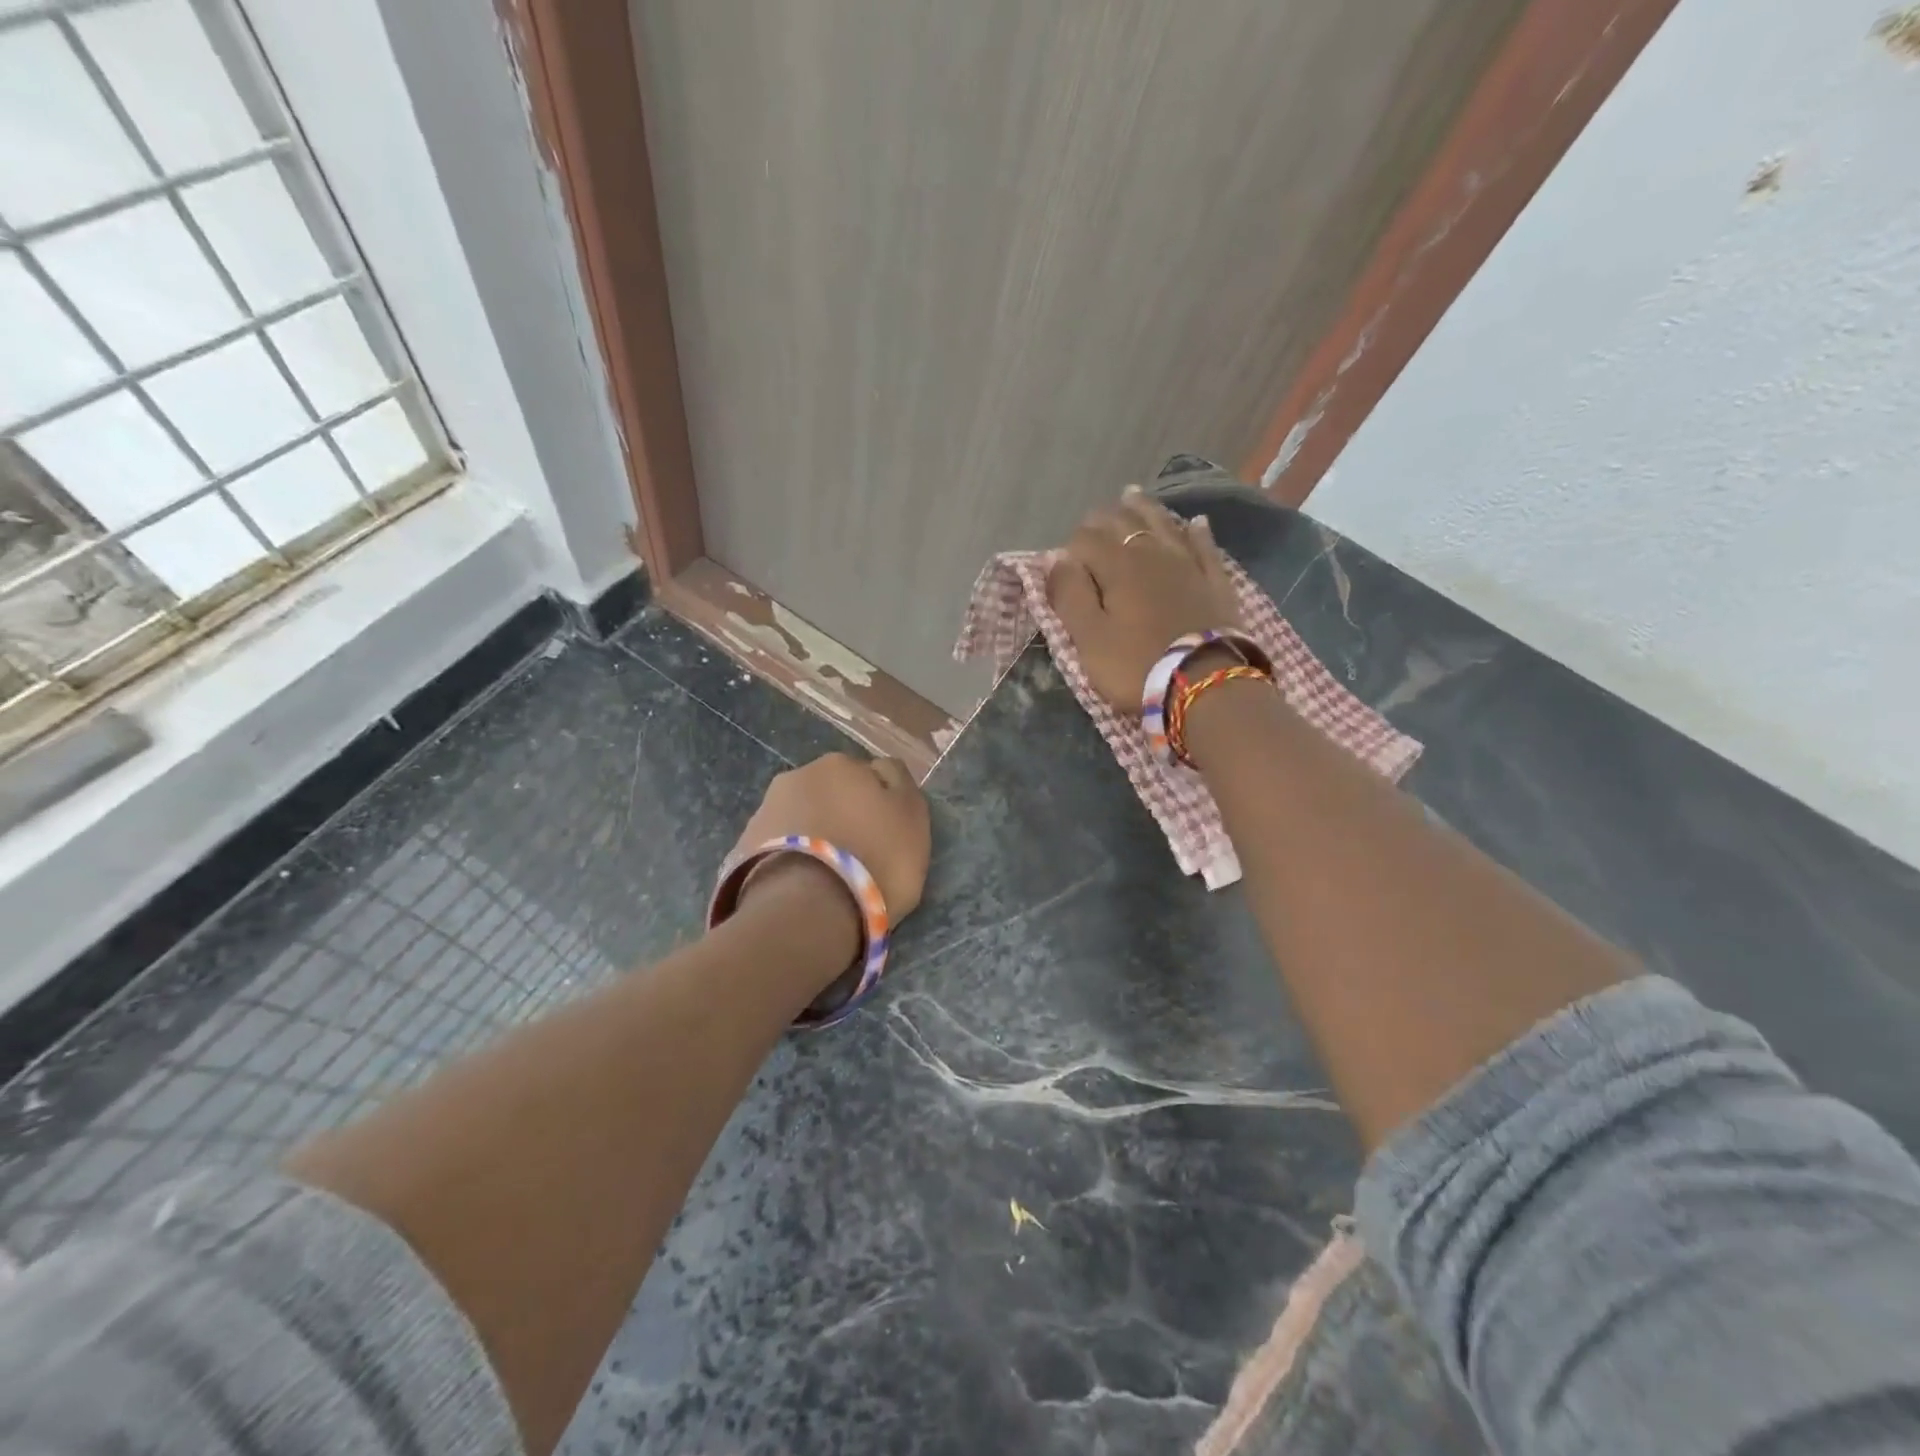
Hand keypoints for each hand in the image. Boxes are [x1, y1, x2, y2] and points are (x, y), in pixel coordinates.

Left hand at [731, 753, 932, 920]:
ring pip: (803, 818)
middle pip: (833, 793)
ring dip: (815, 836)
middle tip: (859, 855)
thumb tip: (882, 771)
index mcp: (842, 763)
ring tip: (828, 876)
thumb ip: (900, 786)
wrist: (805, 909)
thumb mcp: (912, 817)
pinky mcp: (744, 846)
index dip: (882, 805)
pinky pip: (781, 847)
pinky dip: (793, 858)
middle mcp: (800, 775)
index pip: (871, 775)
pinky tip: (803, 884)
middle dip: (844, 816)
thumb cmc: (874, 859)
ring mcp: (766, 809)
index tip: (888, 834)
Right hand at [1047, 486, 1242, 709]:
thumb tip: (1055, 558)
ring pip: (1163, 524)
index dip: (1070, 548)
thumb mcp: (1089, 638)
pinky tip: (1196, 522)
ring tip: (1131, 495)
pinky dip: (1197, 531)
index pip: (1086, 540)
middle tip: (1091, 523)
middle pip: (1124, 523)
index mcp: (1117, 566)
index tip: (1064, 566)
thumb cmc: (1136, 665)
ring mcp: (1188, 564)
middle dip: (1103, 520)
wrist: (1206, 684)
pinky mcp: (1215, 582)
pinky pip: (1205, 547)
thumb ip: (1070, 595)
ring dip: (1144, 509)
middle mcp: (1152, 553)